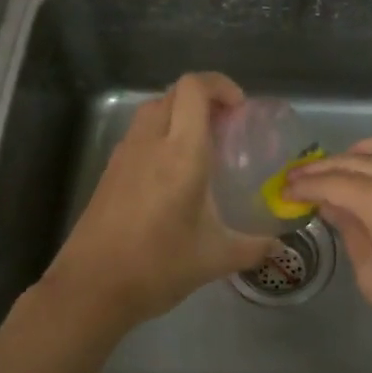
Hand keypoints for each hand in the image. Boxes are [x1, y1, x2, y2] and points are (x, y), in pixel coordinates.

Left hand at [46, 73, 275, 330]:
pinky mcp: (109, 172)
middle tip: (227, 128)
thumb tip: (280, 248)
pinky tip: (173, 176)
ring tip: (202, 149)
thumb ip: (253, 247)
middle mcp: (150, 143)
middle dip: (203, 99)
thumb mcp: (215, 258)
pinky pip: (139, 136)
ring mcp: (124, 155)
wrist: (91, 288)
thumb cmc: (158, 266)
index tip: (239, 110)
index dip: (220, 85)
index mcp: (180, 153)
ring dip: (179, 115)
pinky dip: (160, 137)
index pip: (194, 88)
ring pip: (153, 111)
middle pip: (174, 93)